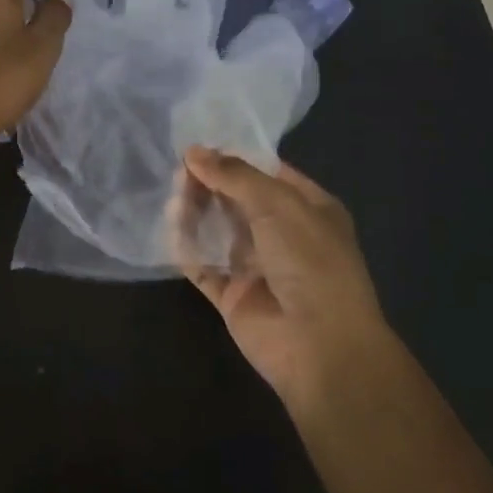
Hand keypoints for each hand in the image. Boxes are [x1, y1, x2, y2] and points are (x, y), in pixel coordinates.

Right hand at [171, 147, 387, 415]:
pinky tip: (171, 227)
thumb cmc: (310, 261)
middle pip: (238, 199)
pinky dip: (186, 247)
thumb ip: (233, 175)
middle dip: (210, 182)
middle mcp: (283, 235)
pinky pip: (203, 264)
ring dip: (196, 210)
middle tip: (180, 170)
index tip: (199, 145)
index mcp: (308, 209)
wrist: (321, 346)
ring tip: (175, 195)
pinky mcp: (233, 295)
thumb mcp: (277, 204)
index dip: (235, 158)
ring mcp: (257, 266)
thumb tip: (193, 151)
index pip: (267, 173)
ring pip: (218, 229)